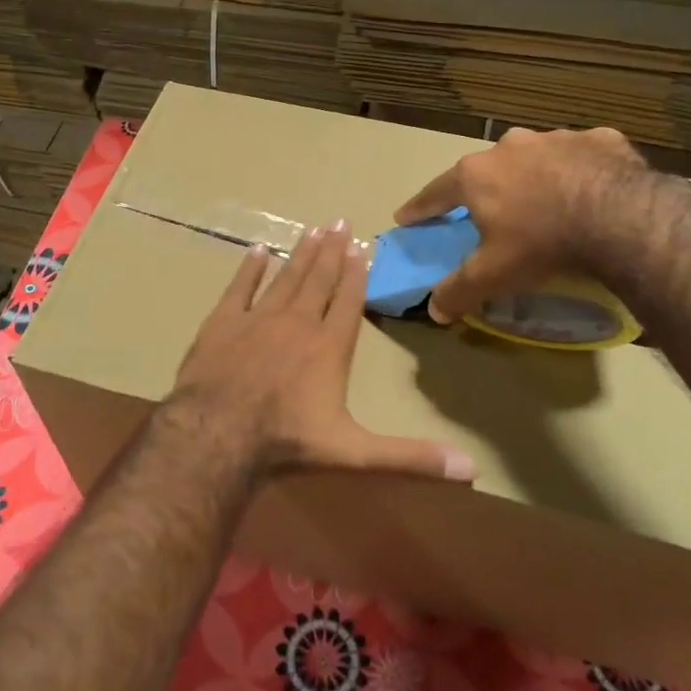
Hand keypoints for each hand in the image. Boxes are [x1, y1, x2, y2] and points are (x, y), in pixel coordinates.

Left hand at [171, 221, 475, 483]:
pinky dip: (249, 268)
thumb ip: (410, 456)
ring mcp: (257, 318)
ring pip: (285, 277)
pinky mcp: (222, 322)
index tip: (361, 246)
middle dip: (331, 251)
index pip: (348, 301)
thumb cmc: (288, 441)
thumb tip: (472, 469)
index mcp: (329, 346)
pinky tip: (257, 251)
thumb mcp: (356, 452)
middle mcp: (297, 322)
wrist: (218, 433)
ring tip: (312, 229)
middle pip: (318, 280)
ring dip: (300, 253)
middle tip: (339, 221)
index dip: (356, 273)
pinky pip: (239, 287)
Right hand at [393, 125, 646, 325]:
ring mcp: (556, 138)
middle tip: (491, 210)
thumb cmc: (541, 243)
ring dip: (535, 175)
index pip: (436, 192)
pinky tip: (592, 189)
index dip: (420, 207)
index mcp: (477, 175)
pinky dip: (581, 170)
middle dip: (485, 187)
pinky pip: (582, 155)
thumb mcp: (493, 274)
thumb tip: (434, 310)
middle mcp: (510, 147)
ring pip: (536, 158)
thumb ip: (459, 290)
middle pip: (487, 169)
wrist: (621, 217)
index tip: (406, 216)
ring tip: (547, 201)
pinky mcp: (600, 140)